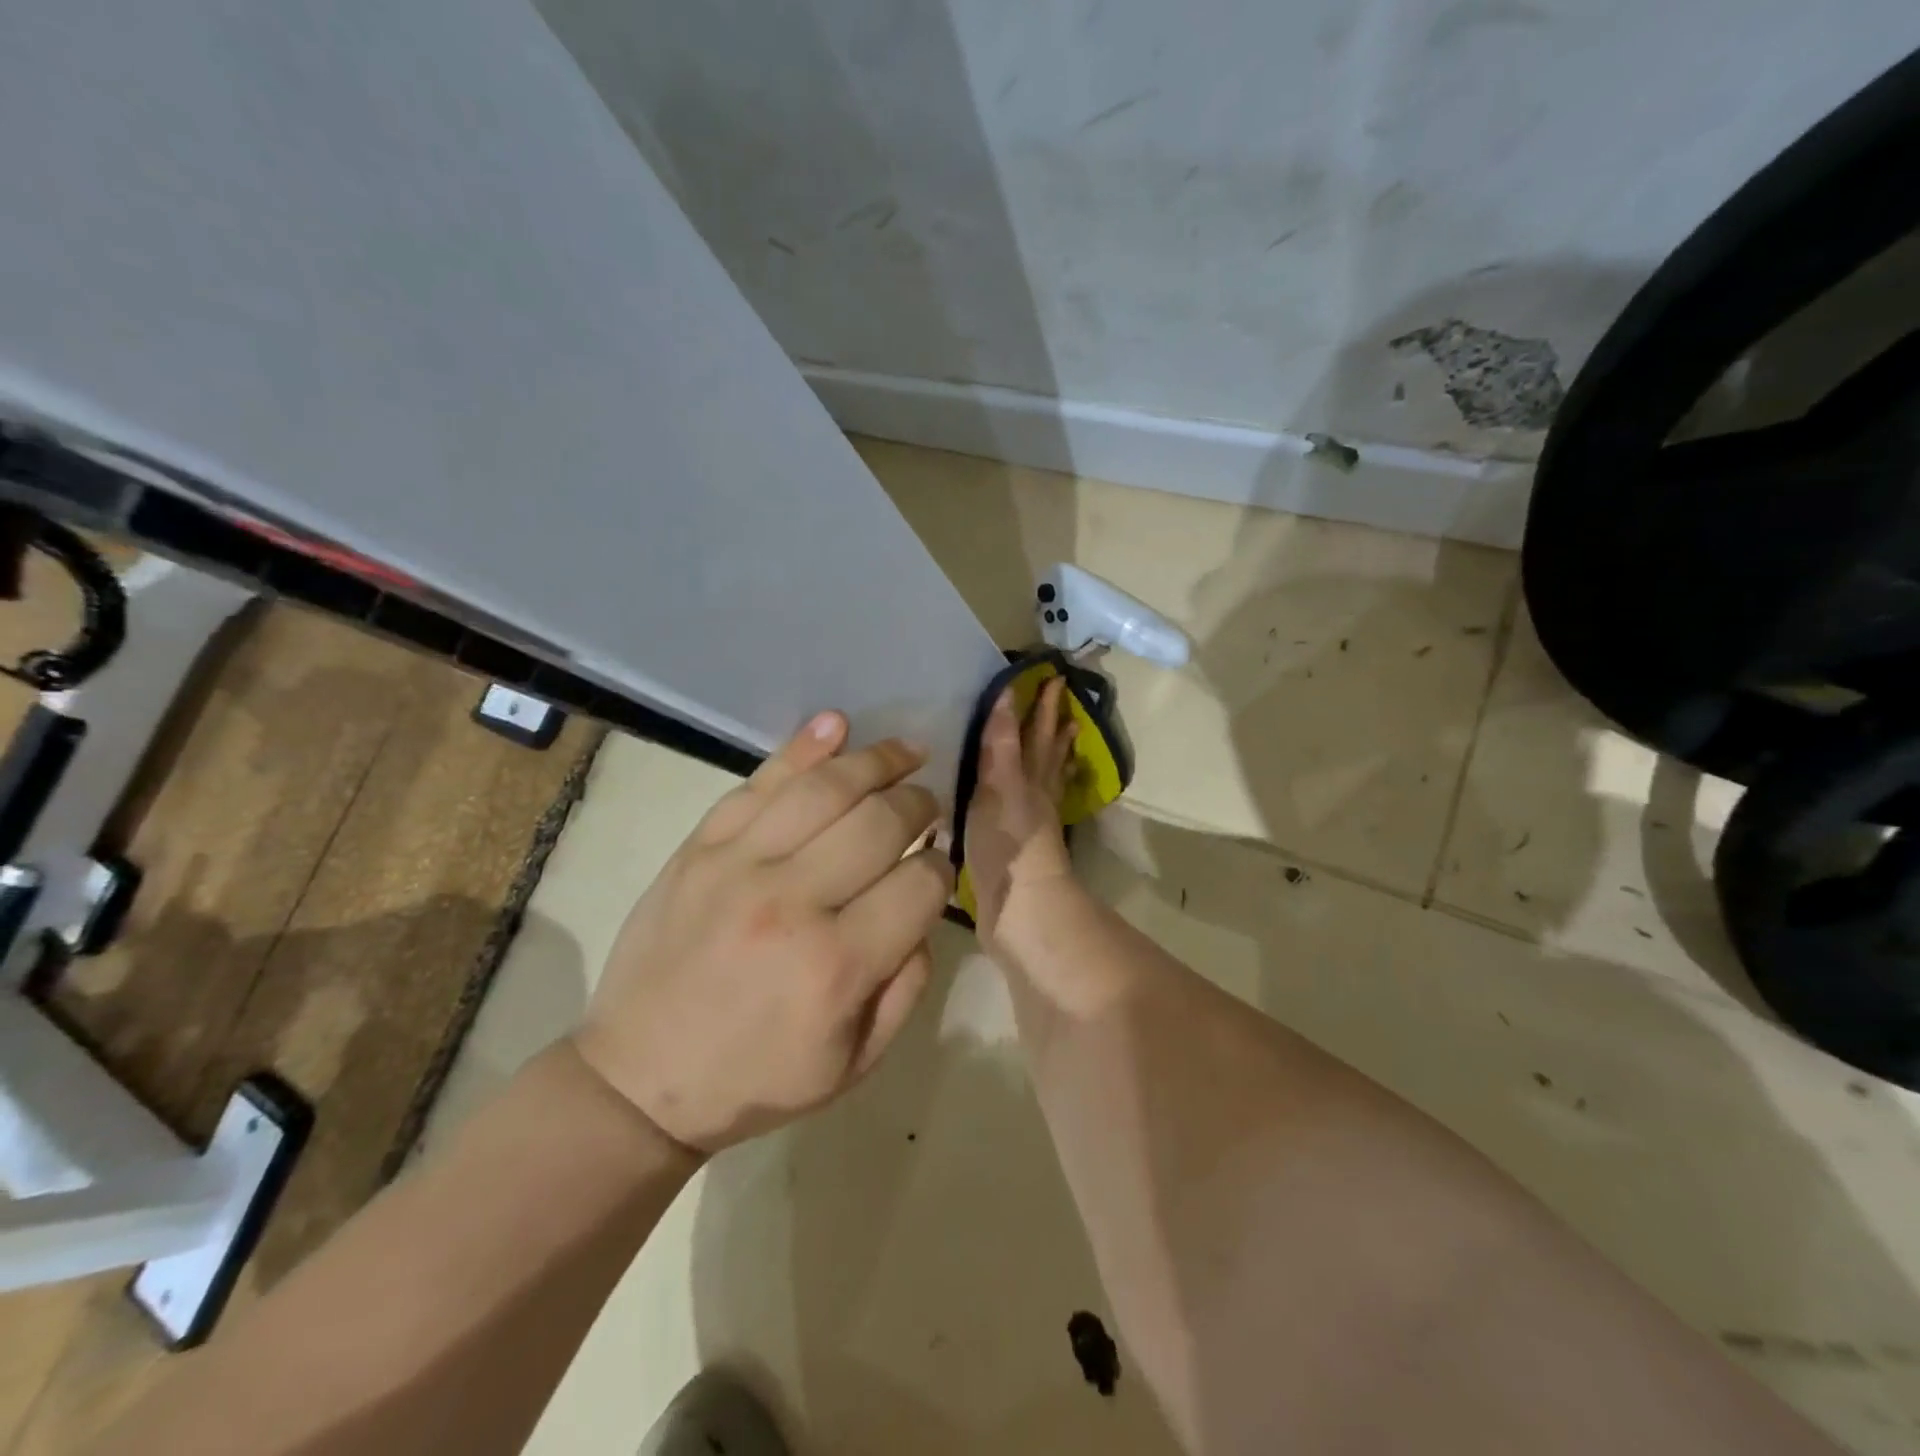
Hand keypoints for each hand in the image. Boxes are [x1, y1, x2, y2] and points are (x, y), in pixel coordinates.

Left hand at [572, 712, 954, 1153]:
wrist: (638, 1078)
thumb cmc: (756, 1078)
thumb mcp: (853, 1062)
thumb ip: (907, 984)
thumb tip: (925, 904)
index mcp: (838, 965)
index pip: (920, 883)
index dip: (942, 868)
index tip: (937, 867)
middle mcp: (794, 901)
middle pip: (881, 821)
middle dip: (920, 804)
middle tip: (929, 804)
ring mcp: (740, 864)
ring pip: (826, 788)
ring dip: (877, 761)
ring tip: (906, 752)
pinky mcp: (701, 846)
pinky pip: (760, 783)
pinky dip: (801, 748)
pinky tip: (836, 725)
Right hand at [965, 677, 1078, 946]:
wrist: (1021, 908)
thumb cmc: (1008, 844)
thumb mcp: (999, 786)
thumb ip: (1001, 744)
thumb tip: (1008, 696)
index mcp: (1029, 778)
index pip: (1037, 733)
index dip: (1042, 707)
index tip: (1053, 679)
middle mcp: (1035, 795)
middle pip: (1046, 752)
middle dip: (1051, 725)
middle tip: (1062, 699)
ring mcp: (1030, 823)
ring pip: (1044, 778)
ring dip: (1051, 756)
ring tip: (1064, 738)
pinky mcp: (1019, 849)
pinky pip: (1031, 808)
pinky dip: (1035, 793)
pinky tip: (1032, 796)